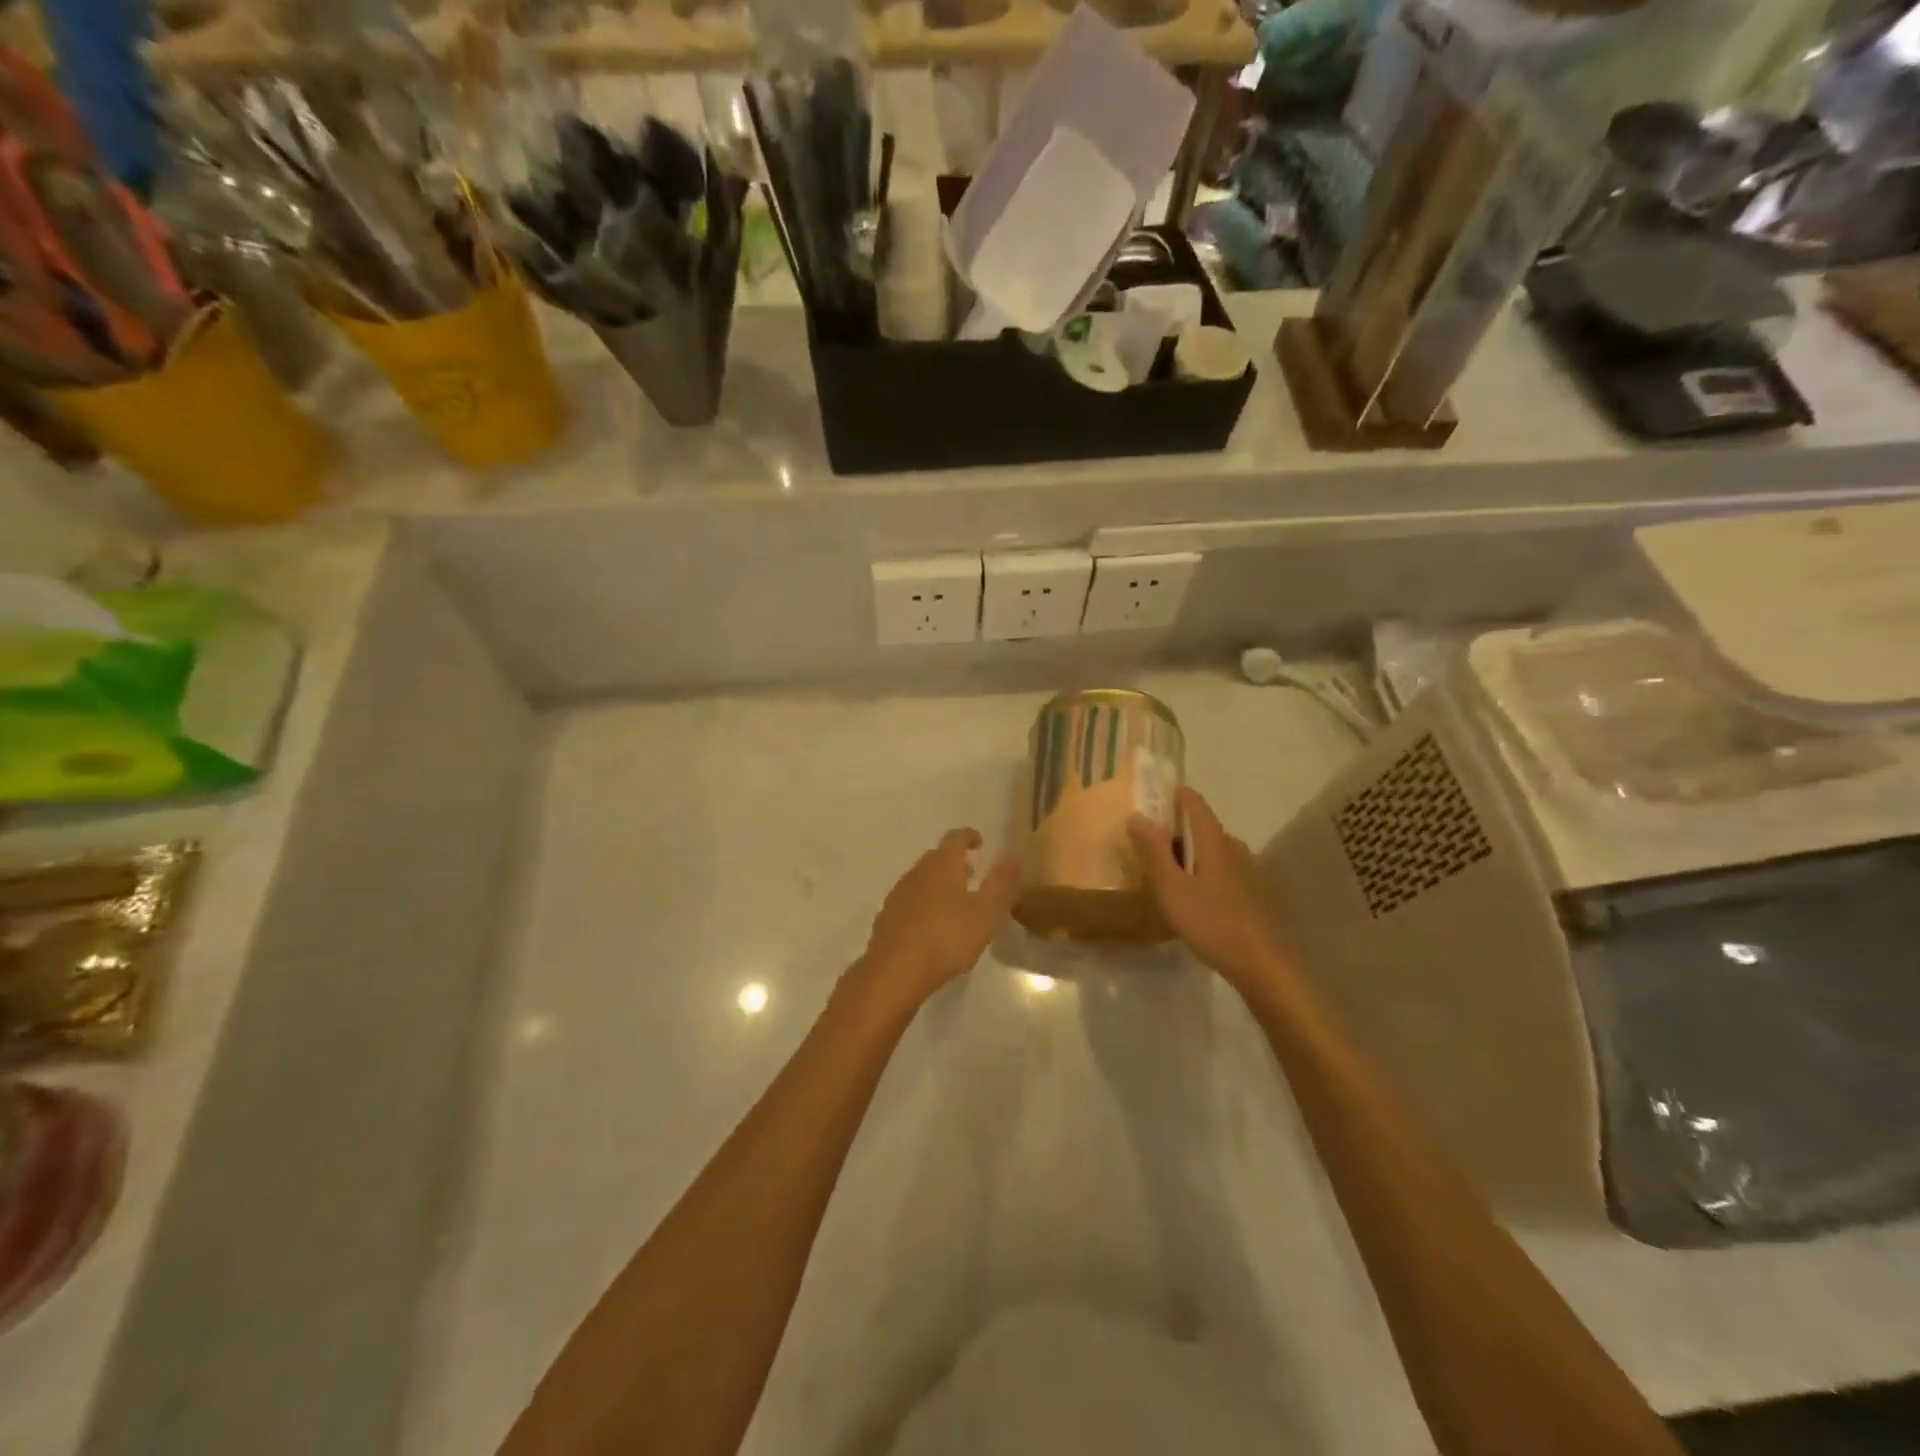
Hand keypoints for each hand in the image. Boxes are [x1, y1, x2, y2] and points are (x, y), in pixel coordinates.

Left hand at [857, 829, 1021, 1008]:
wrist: (895, 971)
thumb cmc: (947, 938)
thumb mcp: (986, 913)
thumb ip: (1002, 884)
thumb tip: (1015, 856)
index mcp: (942, 866)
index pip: (955, 838)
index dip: (968, 836)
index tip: (979, 841)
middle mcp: (917, 873)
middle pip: (936, 858)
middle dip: (953, 862)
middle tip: (970, 872)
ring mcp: (898, 895)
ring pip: (921, 879)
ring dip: (937, 883)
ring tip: (953, 901)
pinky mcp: (886, 919)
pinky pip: (909, 902)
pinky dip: (923, 904)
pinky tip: (930, 925)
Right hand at [1128, 788, 1287, 987]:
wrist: (1263, 965)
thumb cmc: (1212, 923)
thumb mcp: (1172, 889)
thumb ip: (1154, 852)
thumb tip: (1137, 815)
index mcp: (1214, 842)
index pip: (1195, 803)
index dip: (1174, 794)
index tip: (1151, 794)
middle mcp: (1234, 849)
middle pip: (1203, 828)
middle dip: (1176, 829)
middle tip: (1148, 843)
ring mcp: (1248, 872)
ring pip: (1213, 851)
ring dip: (1190, 853)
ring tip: (1166, 871)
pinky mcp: (1253, 894)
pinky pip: (1221, 870)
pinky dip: (1203, 872)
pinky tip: (1193, 896)